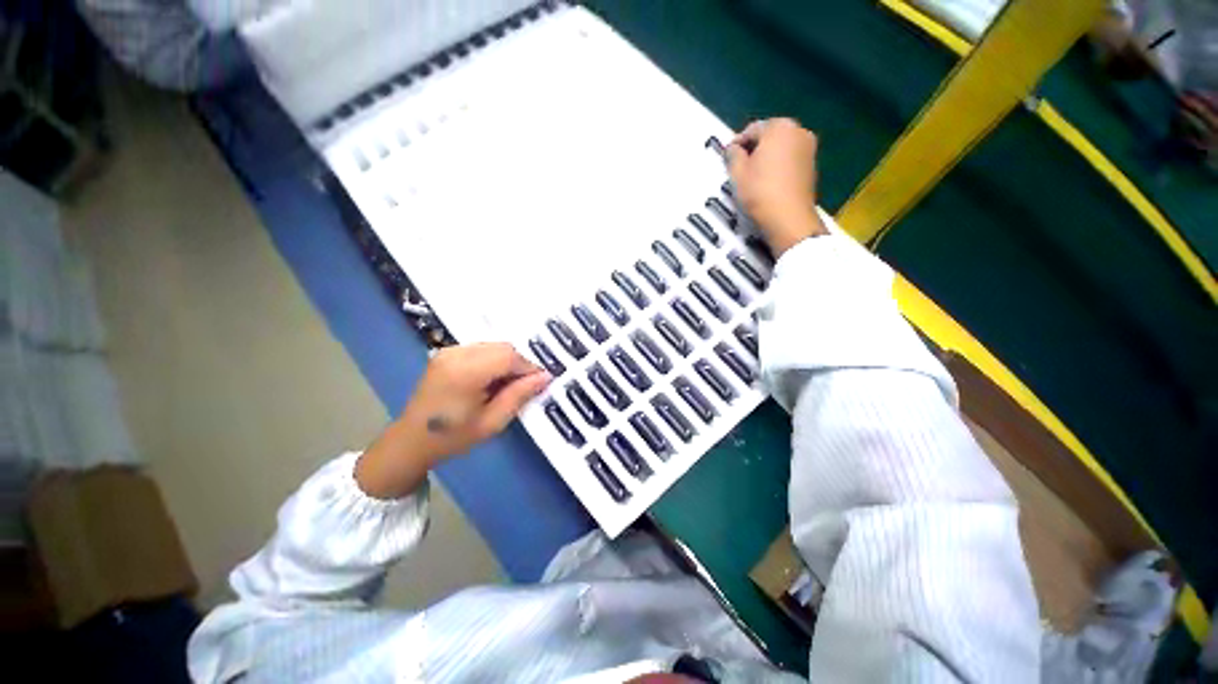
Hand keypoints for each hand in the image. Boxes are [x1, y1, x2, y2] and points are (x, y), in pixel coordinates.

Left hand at [355, 343, 549, 498]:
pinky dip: (493, 360)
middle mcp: (456, 354)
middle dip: (519, 364)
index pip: (509, 357)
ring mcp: (449, 351)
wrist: (411, 441)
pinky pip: (481, 348)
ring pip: (494, 346)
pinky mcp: (446, 353)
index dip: (529, 367)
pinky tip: (491, 380)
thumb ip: (519, 395)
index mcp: (465, 372)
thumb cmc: (453, 437)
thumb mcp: (492, 422)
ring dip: (507, 362)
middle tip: (523, 386)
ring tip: (507, 385)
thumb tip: (545, 377)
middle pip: (502, 347)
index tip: (541, 382)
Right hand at [727, 118, 826, 255]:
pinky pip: (789, 160)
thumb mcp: (738, 173)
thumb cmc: (760, 192)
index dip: (736, 144)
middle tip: (739, 167)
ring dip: (766, 158)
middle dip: (754, 149)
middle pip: (769, 136)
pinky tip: (767, 183)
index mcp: (779, 127)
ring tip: (752, 177)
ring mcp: (809, 148)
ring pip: (780, 148)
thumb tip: (733, 149)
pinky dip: (778, 166)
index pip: (751, 129)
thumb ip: (733, 155)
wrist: (788, 218)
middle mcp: (798, 131)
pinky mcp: (812, 166)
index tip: (728, 158)